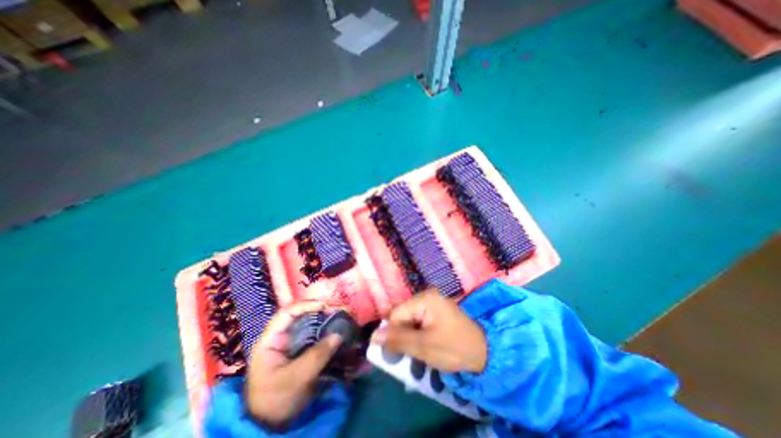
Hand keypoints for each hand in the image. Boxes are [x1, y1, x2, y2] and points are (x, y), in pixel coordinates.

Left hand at [243, 301, 342, 427]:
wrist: (273, 426)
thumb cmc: (275, 400)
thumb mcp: (294, 379)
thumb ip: (316, 356)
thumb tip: (338, 335)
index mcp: (273, 339)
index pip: (287, 313)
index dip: (306, 305)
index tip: (325, 306)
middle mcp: (285, 337)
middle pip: (304, 316)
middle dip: (323, 312)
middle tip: (341, 311)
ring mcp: (295, 344)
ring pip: (313, 325)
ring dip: (329, 322)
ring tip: (345, 320)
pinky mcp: (305, 352)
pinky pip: (319, 338)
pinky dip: (331, 335)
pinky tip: (342, 335)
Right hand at [369, 290, 485, 373]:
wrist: (485, 353)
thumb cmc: (454, 348)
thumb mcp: (424, 347)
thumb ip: (398, 340)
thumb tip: (374, 336)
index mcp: (424, 299)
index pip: (396, 314)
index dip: (392, 333)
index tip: (393, 354)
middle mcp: (427, 296)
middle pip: (403, 316)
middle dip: (401, 336)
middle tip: (406, 356)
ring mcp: (432, 303)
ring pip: (409, 320)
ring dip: (409, 337)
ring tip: (416, 354)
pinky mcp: (436, 311)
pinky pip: (419, 322)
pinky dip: (417, 335)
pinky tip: (423, 347)